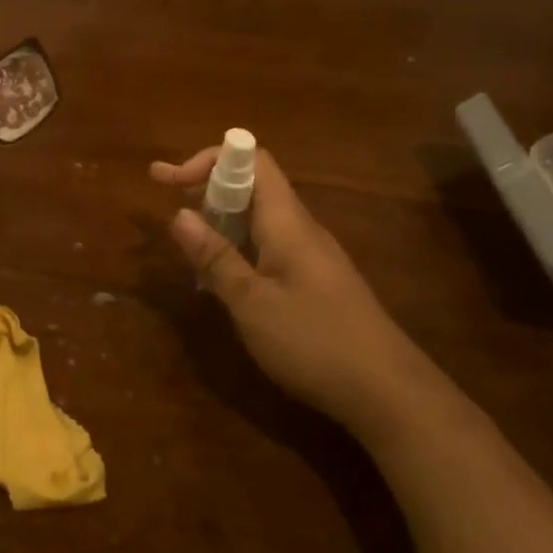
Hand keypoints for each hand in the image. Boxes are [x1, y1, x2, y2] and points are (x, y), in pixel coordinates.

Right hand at [150, 145, 447, 441]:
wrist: (389, 393)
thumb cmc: (315, 342)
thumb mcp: (252, 303)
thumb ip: (215, 257)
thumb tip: (178, 213)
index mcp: (287, 223)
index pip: (252, 160)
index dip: (209, 160)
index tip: (169, 180)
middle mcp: (300, 229)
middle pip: (253, 184)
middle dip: (205, 184)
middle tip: (163, 195)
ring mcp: (310, 255)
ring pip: (258, 217)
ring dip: (219, 216)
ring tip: (184, 235)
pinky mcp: (314, 281)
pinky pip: (267, 245)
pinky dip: (236, 245)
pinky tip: (219, 273)